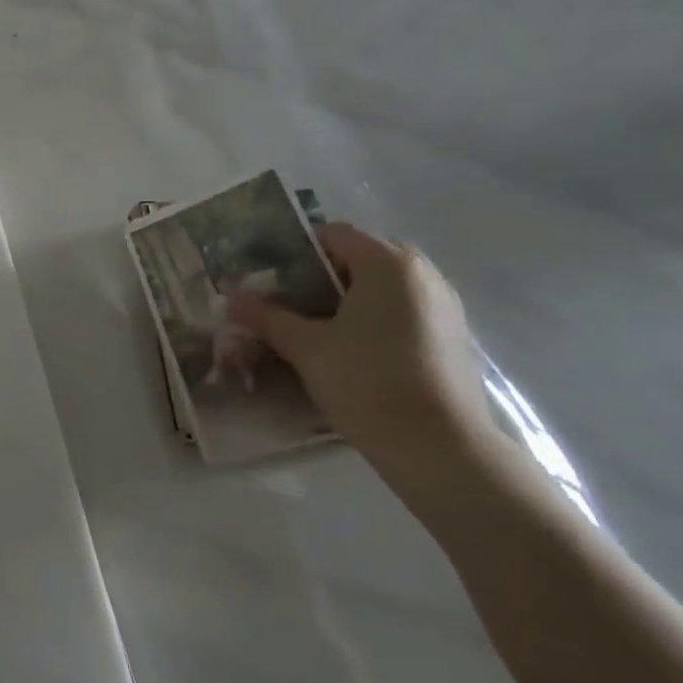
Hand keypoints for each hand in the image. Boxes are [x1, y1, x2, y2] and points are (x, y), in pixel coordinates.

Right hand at [227, 224, 511, 509]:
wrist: (439, 448)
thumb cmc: (367, 381)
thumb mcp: (305, 347)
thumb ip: (266, 316)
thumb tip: (230, 298)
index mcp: (388, 264)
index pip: (333, 234)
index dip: (295, 249)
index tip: (267, 275)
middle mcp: (422, 275)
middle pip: (359, 259)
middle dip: (319, 276)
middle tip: (285, 303)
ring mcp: (444, 307)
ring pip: (382, 288)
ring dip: (346, 299)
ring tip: (312, 329)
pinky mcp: (452, 338)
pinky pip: (402, 312)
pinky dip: (372, 320)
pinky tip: (348, 351)